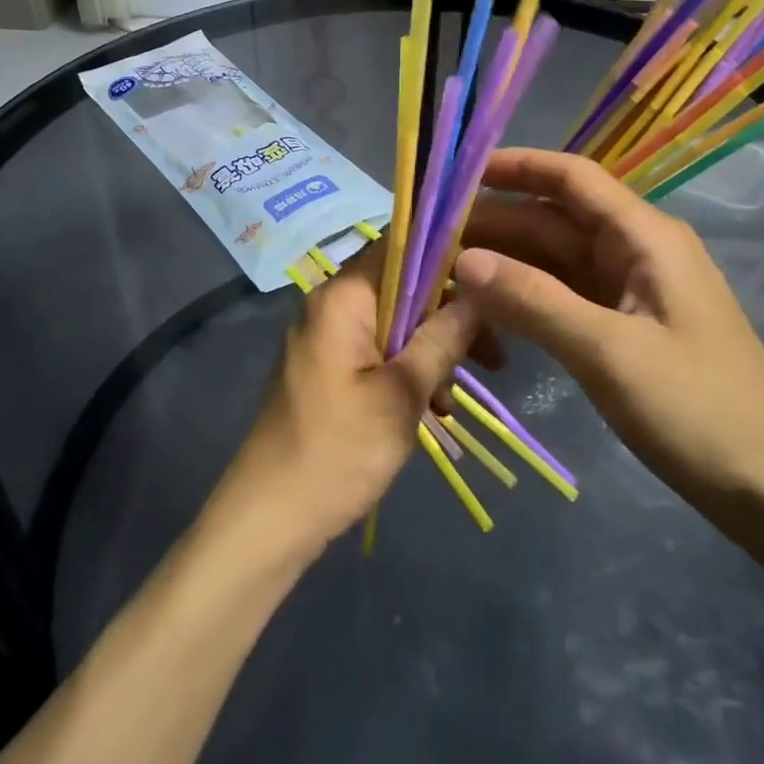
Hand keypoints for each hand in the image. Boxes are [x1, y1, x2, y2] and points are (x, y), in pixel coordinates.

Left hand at [217, 250, 482, 560]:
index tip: (490, 286)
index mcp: (343, 296)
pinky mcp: (326, 367)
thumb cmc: (338, 451)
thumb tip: (480, 291)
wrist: (270, 518)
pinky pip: (376, 349)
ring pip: (394, 321)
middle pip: (402, 285)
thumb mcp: (402, 395)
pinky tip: (432, 407)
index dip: (448, 256)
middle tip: (493, 355)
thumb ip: (442, 338)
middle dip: (448, 315)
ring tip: (455, 398)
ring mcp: (325, 336)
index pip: (402, 245)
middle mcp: (330, 304)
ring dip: (431, 349)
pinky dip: (406, 369)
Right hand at [455, 148, 763, 529]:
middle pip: (553, 221)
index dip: (513, 167)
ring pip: (553, 262)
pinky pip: (563, 299)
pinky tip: (485, 313)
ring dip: (504, 265)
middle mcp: (635, 252)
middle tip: (427, 242)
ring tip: (441, 274)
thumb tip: (462, 260)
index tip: (454, 175)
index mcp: (644, 237)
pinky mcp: (624, 329)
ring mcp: (630, 292)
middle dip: (494, 225)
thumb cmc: (700, 411)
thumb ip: (533, 301)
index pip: (570, 177)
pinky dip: (525, 300)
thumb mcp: (610, 352)